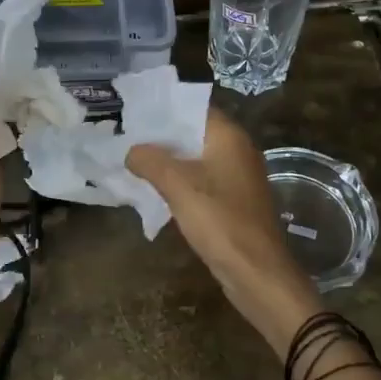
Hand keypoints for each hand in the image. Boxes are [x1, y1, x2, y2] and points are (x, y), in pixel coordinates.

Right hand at [127, 109, 322, 354]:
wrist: (257, 272)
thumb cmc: (220, 221)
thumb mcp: (178, 186)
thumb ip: (151, 162)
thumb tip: (132, 151)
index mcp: (229, 137)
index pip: (193, 107)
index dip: (163, 107)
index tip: (132, 110)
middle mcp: (237, 150)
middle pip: (193, 132)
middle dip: (160, 135)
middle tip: (124, 135)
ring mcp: (237, 176)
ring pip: (195, 158)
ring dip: (168, 160)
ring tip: (131, 159)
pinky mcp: (233, 200)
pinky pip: (201, 180)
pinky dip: (179, 180)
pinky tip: (153, 188)